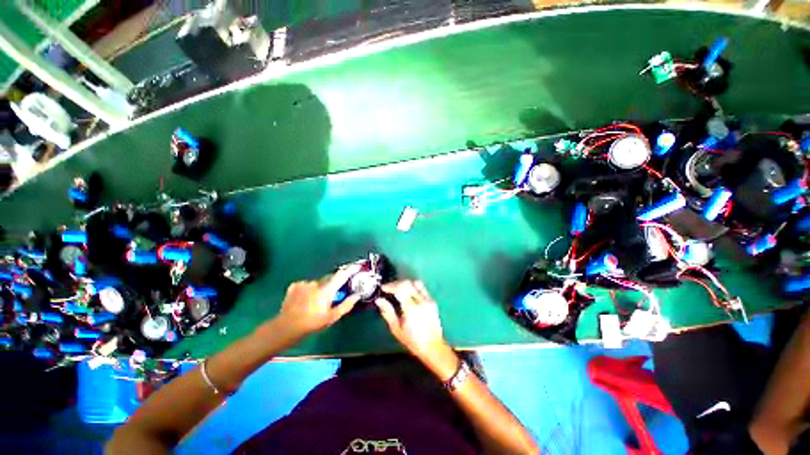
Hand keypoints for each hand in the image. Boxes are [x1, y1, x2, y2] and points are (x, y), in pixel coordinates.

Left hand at [271, 264, 361, 339]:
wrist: (286, 328)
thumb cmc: (312, 323)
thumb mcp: (332, 317)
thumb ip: (346, 305)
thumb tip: (357, 296)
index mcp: (327, 290)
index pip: (342, 275)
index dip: (350, 270)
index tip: (356, 266)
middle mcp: (316, 283)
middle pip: (329, 279)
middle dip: (332, 285)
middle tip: (331, 297)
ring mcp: (304, 283)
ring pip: (317, 283)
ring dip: (319, 289)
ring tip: (314, 303)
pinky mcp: (295, 286)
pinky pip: (306, 285)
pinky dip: (308, 290)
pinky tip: (304, 300)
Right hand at [374, 281, 450, 364]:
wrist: (433, 347)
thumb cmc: (412, 341)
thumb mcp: (396, 329)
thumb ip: (387, 312)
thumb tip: (379, 300)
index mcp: (411, 308)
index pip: (400, 289)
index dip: (390, 286)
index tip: (383, 288)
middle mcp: (421, 301)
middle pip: (408, 283)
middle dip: (396, 283)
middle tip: (389, 288)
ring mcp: (428, 300)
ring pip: (416, 283)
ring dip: (405, 283)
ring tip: (398, 289)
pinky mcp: (432, 301)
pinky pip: (422, 288)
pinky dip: (413, 287)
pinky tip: (408, 293)